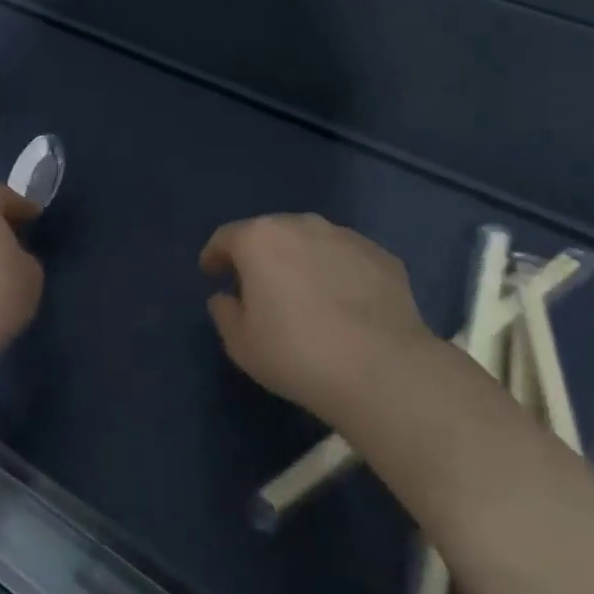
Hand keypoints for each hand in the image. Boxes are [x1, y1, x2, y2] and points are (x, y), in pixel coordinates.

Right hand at [201, 213, 434, 422]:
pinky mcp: (382, 256)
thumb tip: (225, 298)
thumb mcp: (241, 344)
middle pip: (270, 233)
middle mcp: (302, 225)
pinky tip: (344, 304)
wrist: (381, 368)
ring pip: (312, 241)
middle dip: (260, 255)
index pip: (226, 237)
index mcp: (260, 240)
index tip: (211, 272)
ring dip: (301, 260)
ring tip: (304, 292)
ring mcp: (346, 237)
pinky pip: (347, 259)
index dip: (215, 255)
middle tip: (257, 285)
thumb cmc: (296, 353)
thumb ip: (224, 313)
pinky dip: (337, 273)